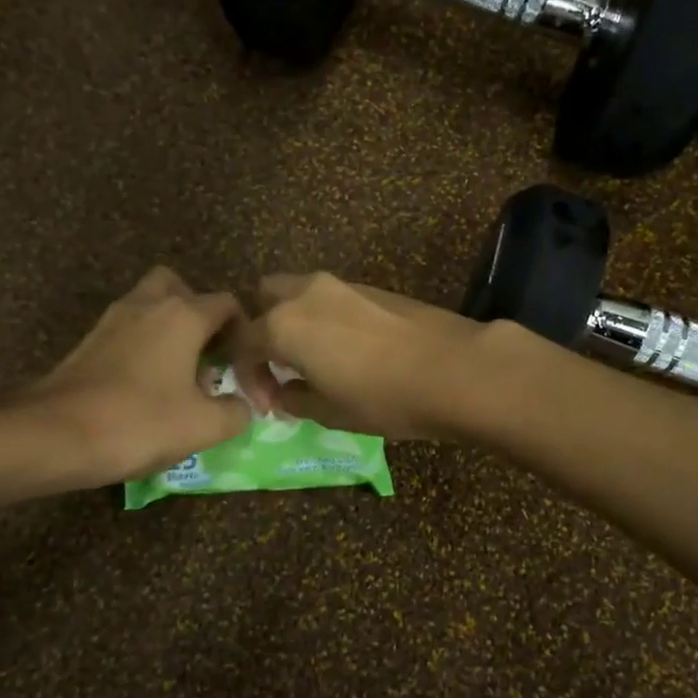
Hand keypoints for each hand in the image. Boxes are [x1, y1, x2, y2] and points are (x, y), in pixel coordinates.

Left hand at [10, 267, 260, 484]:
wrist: (54, 435)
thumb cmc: (140, 423)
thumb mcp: (204, 426)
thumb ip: (236, 411)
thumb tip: (242, 406)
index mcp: (184, 315)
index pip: (227, 303)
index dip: (243, 330)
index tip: (244, 364)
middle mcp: (148, 305)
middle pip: (180, 287)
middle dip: (199, 313)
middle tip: (207, 350)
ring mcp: (113, 320)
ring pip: (149, 304)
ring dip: (169, 327)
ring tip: (179, 370)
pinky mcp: (88, 341)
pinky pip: (128, 328)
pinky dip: (143, 344)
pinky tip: (147, 384)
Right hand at [237, 272, 489, 439]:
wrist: (455, 369)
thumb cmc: (384, 397)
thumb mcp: (330, 411)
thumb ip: (294, 399)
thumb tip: (284, 393)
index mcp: (284, 324)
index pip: (243, 342)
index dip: (247, 376)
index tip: (267, 404)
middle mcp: (306, 294)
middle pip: (263, 297)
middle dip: (261, 329)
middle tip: (279, 366)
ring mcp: (342, 285)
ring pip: (298, 292)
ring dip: (293, 321)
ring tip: (312, 360)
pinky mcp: (372, 286)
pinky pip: (329, 297)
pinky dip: (322, 318)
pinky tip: (345, 349)